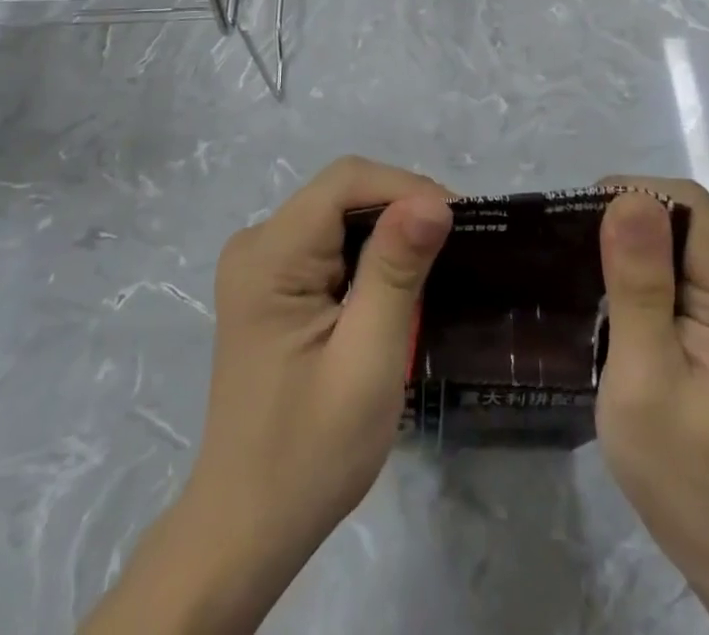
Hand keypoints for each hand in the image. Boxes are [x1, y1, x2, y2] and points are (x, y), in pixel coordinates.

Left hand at [192, 155, 451, 559]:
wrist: (247, 526)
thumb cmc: (310, 453)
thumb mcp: (367, 362)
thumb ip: (396, 272)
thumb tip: (433, 201)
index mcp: (269, 255)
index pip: (345, 181)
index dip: (406, 187)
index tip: (461, 221)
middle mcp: (256, 243)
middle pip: (341, 192)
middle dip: (403, 207)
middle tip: (459, 244)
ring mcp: (259, 263)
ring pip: (339, 214)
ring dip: (390, 229)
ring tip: (440, 259)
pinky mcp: (270, 284)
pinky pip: (328, 241)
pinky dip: (369, 252)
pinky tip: (399, 279)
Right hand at [594, 178, 708, 594]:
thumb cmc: (679, 468)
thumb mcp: (644, 377)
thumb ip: (638, 286)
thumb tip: (627, 199)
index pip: (691, 208)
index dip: (632, 200)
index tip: (577, 228)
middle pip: (687, 214)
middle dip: (628, 219)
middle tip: (575, 253)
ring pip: (680, 233)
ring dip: (632, 241)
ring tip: (586, 270)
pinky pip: (681, 261)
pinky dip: (642, 263)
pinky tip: (614, 290)